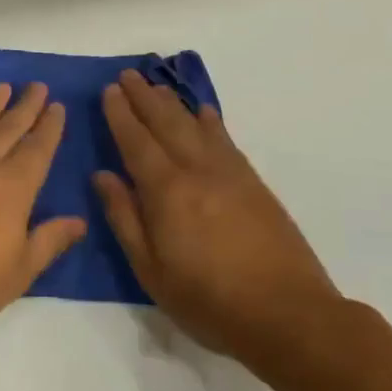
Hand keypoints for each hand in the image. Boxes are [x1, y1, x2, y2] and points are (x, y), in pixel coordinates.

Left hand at [0, 83, 83, 351]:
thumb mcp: (18, 273)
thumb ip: (49, 241)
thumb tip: (79, 220)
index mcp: (13, 189)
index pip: (38, 149)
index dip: (50, 127)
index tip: (58, 106)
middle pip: (9, 128)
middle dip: (26, 106)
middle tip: (37, 85)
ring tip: (4, 87)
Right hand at [95, 70, 344, 366]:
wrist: (289, 315)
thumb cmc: (210, 301)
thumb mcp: (152, 271)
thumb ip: (125, 218)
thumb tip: (102, 175)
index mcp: (166, 191)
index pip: (136, 141)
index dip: (120, 114)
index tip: (108, 91)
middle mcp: (196, 170)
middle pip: (165, 123)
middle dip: (143, 97)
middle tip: (126, 75)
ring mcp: (229, 173)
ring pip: (195, 125)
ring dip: (172, 102)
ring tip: (156, 85)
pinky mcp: (253, 183)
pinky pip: (225, 139)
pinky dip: (210, 121)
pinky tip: (204, 112)